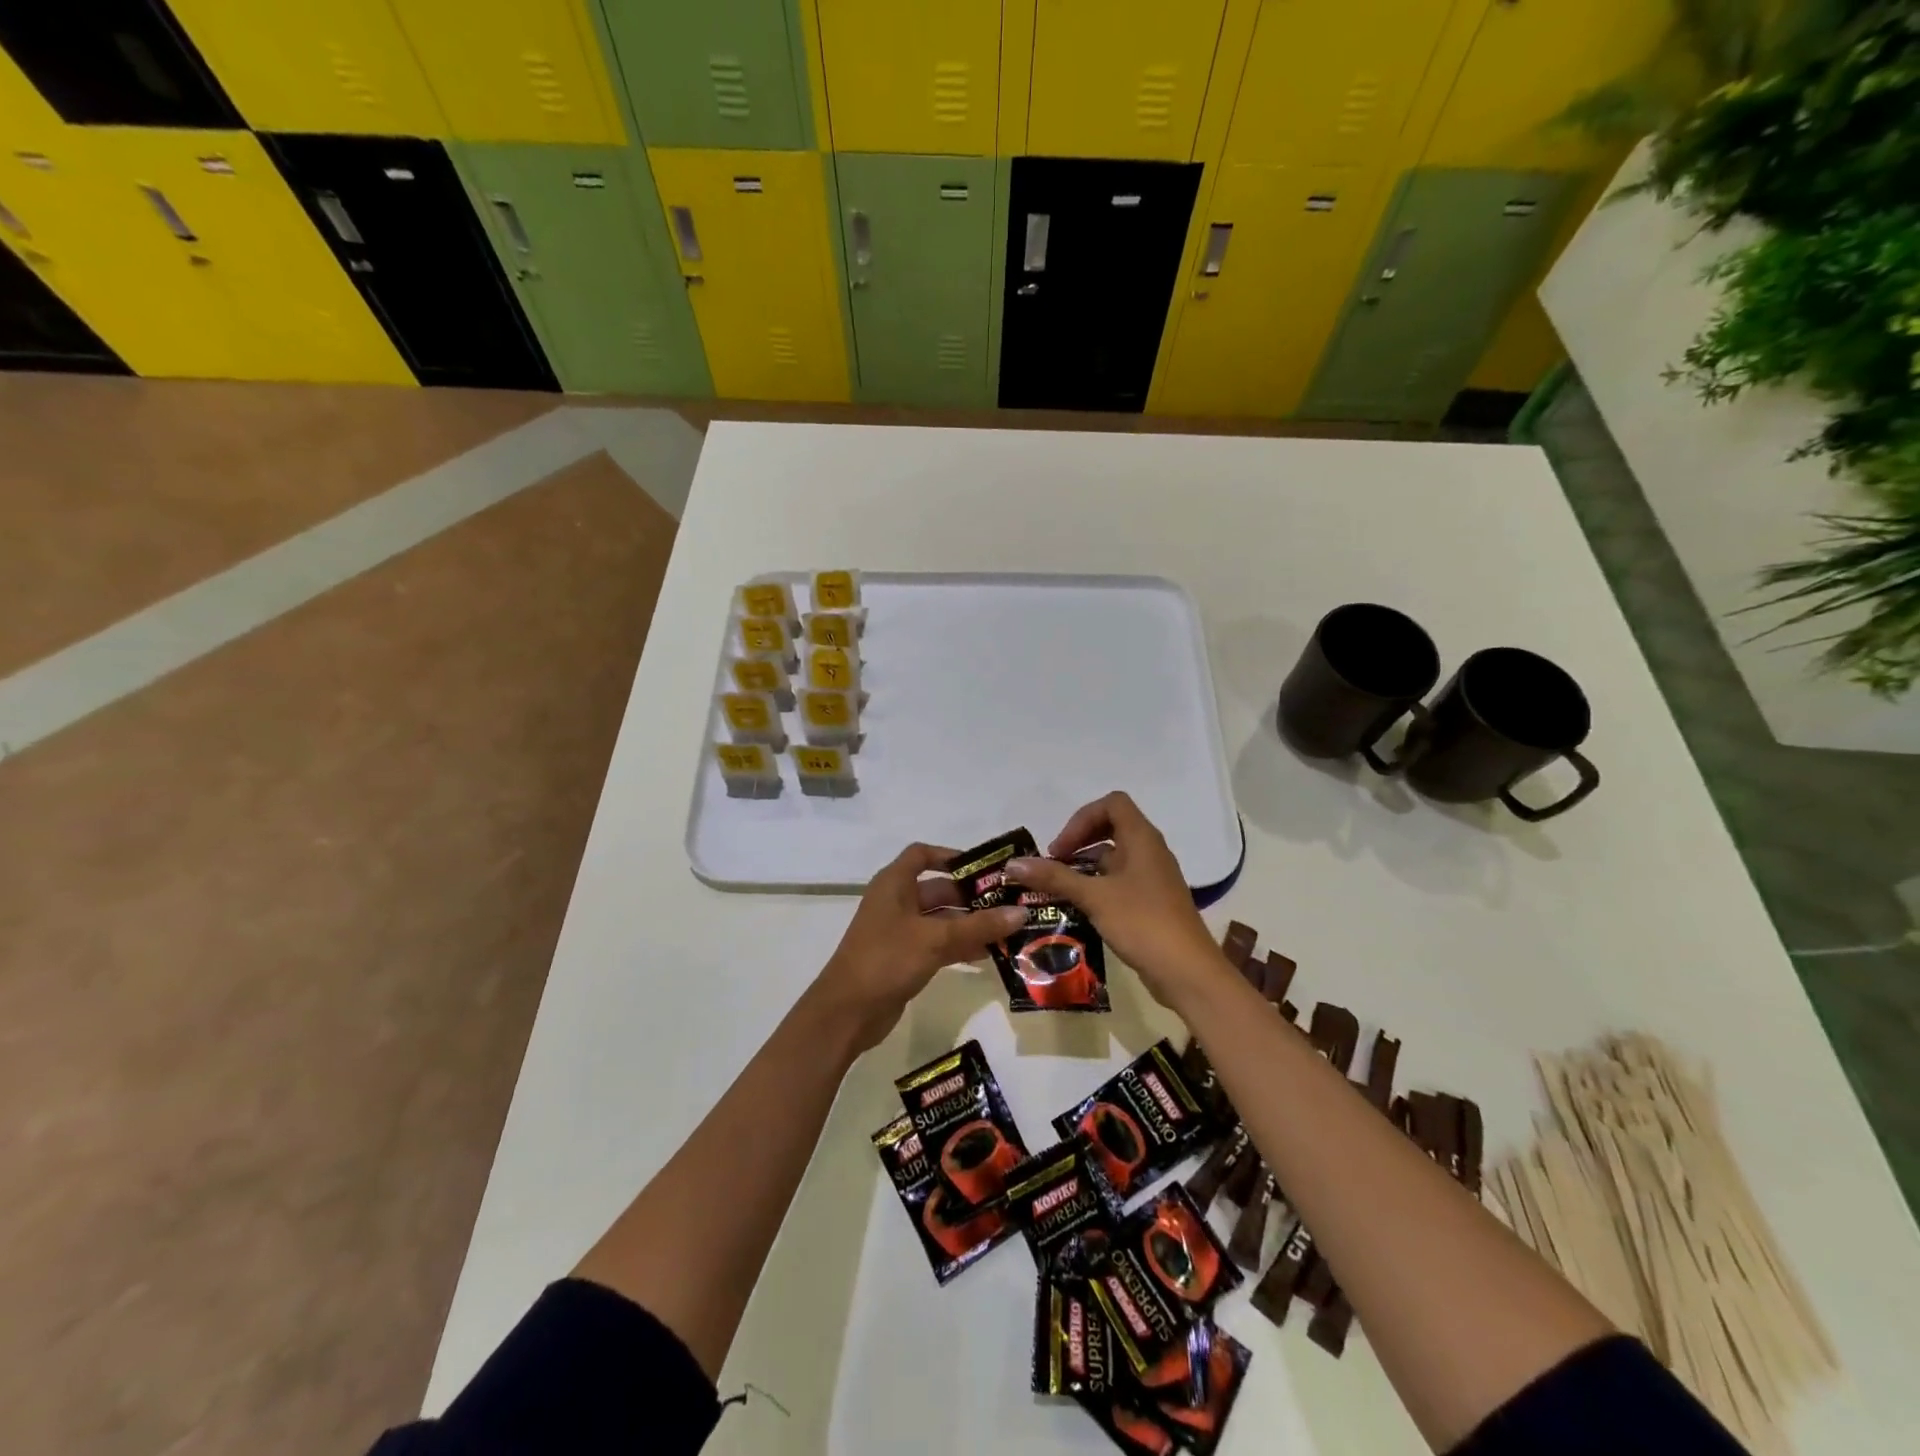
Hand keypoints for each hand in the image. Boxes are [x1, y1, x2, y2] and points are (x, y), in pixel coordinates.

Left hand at [812, 842, 1026, 1053]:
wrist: (847, 1012)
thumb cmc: (887, 959)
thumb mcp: (935, 939)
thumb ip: (979, 925)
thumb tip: (1021, 912)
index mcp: (894, 884)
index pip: (922, 855)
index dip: (950, 856)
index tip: (984, 867)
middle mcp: (896, 902)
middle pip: (938, 889)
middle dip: (972, 896)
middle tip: (1010, 902)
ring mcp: (900, 931)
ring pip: (941, 919)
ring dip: (970, 924)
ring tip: (1009, 929)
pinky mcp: (905, 958)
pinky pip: (938, 943)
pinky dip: (960, 945)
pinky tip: (989, 954)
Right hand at [1005, 792, 1228, 1011]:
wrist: (1187, 972)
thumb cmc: (1142, 923)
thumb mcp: (1093, 897)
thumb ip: (1054, 877)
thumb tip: (1013, 864)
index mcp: (1142, 838)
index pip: (1112, 804)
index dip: (1082, 819)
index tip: (1061, 848)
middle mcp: (1151, 851)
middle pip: (1112, 827)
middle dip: (1080, 840)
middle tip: (1056, 863)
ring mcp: (1154, 877)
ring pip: (1116, 856)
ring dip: (1086, 865)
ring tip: (1060, 887)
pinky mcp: (1153, 901)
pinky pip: (1121, 880)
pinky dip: (1099, 885)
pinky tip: (1081, 908)